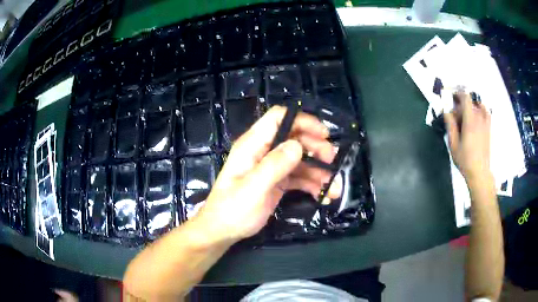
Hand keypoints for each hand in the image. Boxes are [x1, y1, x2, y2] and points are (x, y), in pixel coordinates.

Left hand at [196, 106, 341, 241]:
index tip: (324, 134)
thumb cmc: (233, 210)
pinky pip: (299, 177)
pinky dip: (312, 184)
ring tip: (334, 189)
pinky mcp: (277, 182)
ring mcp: (271, 167)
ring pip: (300, 159)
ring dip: (319, 171)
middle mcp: (263, 151)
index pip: (278, 118)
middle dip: (316, 148)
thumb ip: (274, 165)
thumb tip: (298, 145)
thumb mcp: (253, 188)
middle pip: (295, 138)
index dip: (302, 120)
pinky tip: (323, 196)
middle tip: (333, 162)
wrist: (222, 231)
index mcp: (253, 144)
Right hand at [444, 93, 490, 180]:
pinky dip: (481, 109)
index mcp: (470, 121)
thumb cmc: (465, 160)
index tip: (452, 97)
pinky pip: (486, 112)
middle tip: (455, 117)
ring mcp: (485, 123)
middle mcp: (479, 119)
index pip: (466, 98)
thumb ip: (450, 126)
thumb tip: (447, 111)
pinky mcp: (488, 128)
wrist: (479, 172)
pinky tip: (477, 115)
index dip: (458, 94)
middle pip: (470, 103)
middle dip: (461, 106)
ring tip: (466, 116)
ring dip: (471, 107)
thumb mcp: (453, 145)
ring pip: (478, 106)